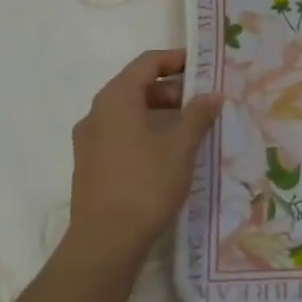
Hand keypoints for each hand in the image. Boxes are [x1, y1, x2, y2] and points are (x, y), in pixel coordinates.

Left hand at [66, 49, 221, 270]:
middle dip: (172, 90)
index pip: (147, 62)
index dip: (176, 59)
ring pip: (129, 113)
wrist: (105, 242)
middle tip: (203, 104)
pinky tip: (168, 154)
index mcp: (116, 99)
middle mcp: (97, 112)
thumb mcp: (180, 147)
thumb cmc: (145, 185)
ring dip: (160, 113)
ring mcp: (89, 140)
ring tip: (191, 129)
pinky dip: (145, 132)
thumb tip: (212, 95)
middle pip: (137, 86)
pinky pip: (120, 134)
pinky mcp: (90, 164)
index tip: (203, 67)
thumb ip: (197, 115)